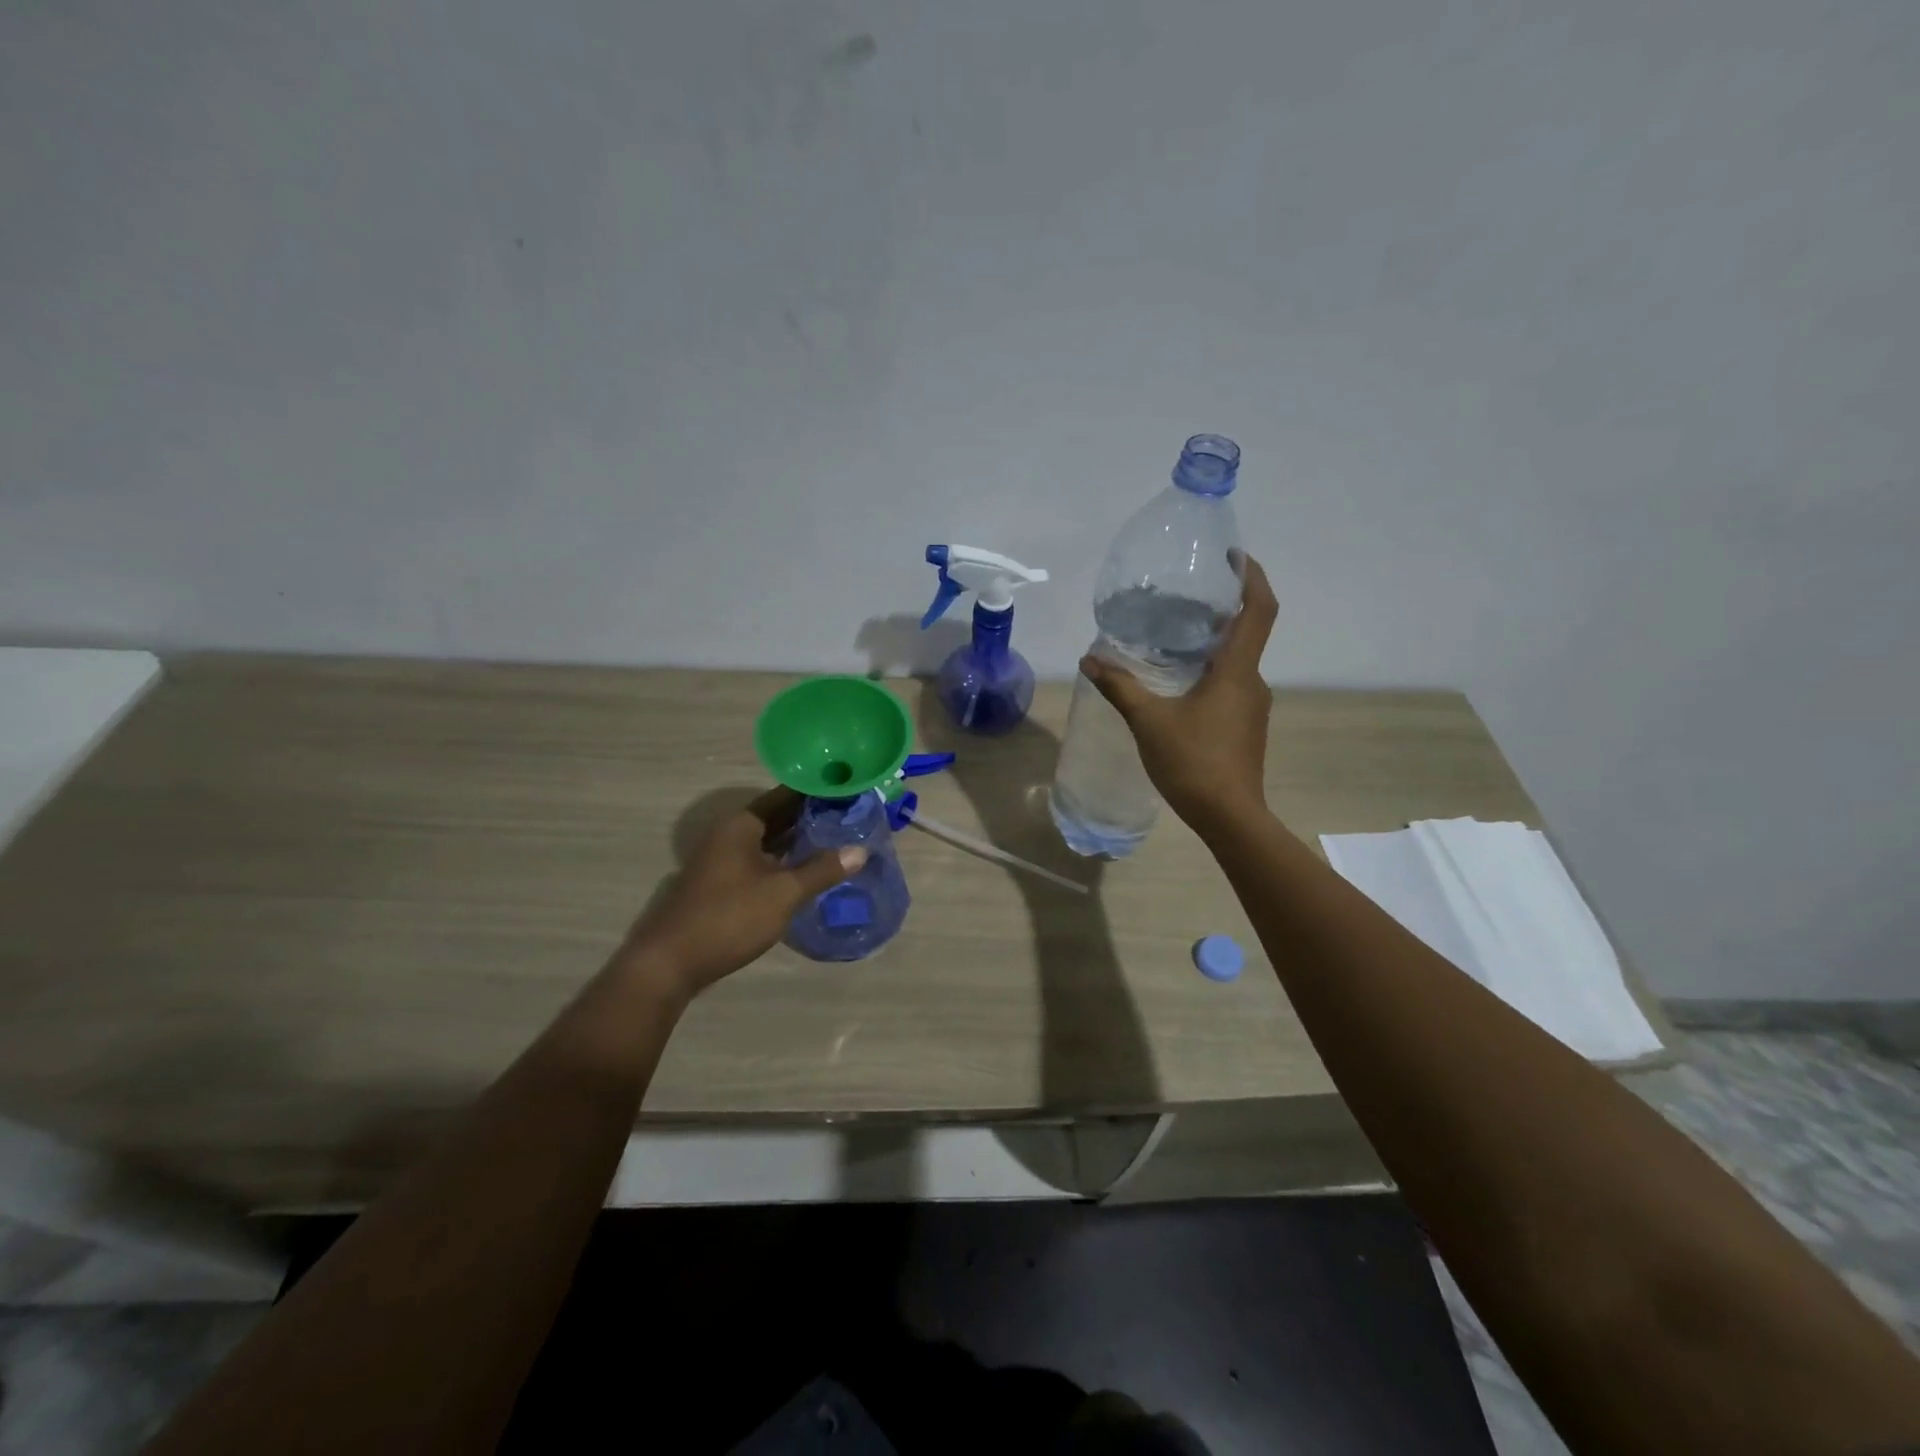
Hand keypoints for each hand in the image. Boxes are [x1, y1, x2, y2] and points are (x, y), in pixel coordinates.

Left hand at [624, 788, 865, 997]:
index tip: (849, 791)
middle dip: (812, 817)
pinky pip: (761, 861)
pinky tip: (808, 871)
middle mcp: (730, 834)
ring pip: (769, 841)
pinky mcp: (721, 883)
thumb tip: (860, 850)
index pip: (786, 795)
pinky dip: (784, 861)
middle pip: (778, 816)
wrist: (670, 963)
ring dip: (799, 841)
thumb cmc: (729, 917)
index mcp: (742, 824)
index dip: (817, 792)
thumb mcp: (782, 893)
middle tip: (852, 816)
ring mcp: (723, 859)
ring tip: (839, 840)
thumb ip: (821, 870)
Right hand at [1081, 551, 1277, 836]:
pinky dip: (1211, 671)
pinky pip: (1231, 685)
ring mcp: (1253, 706)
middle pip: (1247, 632)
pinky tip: (1179, 684)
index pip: (1258, 609)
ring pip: (1237, 662)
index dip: (1252, 576)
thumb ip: (1120, 686)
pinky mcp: (1246, 726)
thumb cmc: (1193, 763)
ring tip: (1174, 637)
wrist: (1230, 817)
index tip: (1235, 555)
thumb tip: (1090, 659)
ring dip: (1214, 643)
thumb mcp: (1149, 721)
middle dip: (1223, 608)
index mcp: (1237, 671)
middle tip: (1186, 595)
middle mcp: (1253, 682)